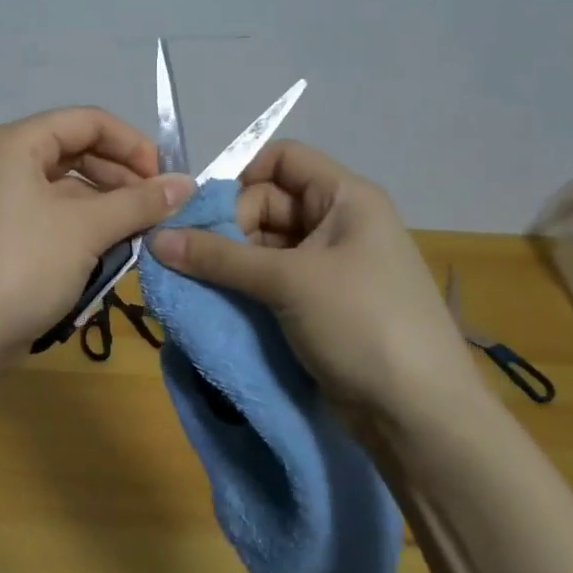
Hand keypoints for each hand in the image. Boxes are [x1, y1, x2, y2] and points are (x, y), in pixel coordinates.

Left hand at [0, 107, 195, 361]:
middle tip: (156, 210)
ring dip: (104, 208)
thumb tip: (187, 185)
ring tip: (138, 235)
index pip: (86, 121)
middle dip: (120, 178)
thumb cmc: (23, 265)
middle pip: (73, 152)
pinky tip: (108, 254)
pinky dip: (80, 229)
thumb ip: (140, 202)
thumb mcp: (87, 229)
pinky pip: (47, 217)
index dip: (132, 144)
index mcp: (13, 144)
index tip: (165, 179)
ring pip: (62, 190)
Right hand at [148, 141, 480, 420]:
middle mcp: (339, 222)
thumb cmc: (362, 323)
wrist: (418, 414)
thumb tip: (154, 238)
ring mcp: (330, 265)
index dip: (241, 174)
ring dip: (229, 259)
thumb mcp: (288, 281)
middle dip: (226, 225)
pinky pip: (272, 278)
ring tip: (191, 280)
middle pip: (268, 202)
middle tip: (189, 256)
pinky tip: (213, 299)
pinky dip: (243, 284)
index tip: (201, 211)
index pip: (284, 159)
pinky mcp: (320, 302)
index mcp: (346, 198)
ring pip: (265, 244)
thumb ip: (218, 257)